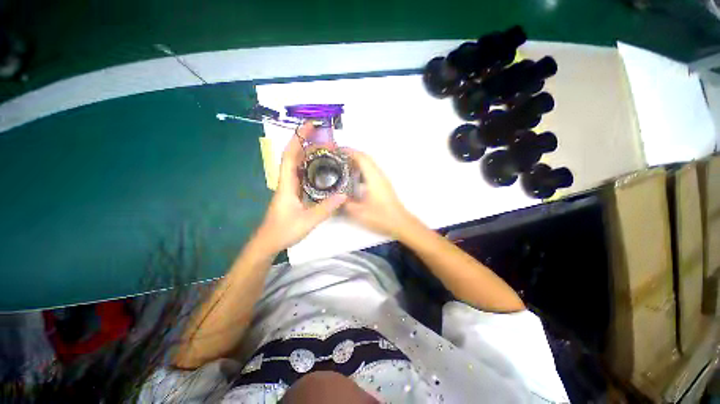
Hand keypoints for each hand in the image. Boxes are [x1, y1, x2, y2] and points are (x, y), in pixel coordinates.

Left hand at [255, 123, 346, 254]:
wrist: (269, 242)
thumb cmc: (284, 231)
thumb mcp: (307, 221)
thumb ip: (326, 208)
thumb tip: (343, 195)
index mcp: (287, 184)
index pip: (290, 156)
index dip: (298, 139)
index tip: (309, 126)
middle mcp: (287, 182)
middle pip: (295, 157)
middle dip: (307, 143)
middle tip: (326, 139)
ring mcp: (290, 188)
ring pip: (299, 165)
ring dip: (310, 154)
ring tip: (326, 150)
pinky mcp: (294, 194)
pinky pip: (302, 175)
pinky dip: (311, 167)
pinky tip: (322, 169)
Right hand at [343, 149, 416, 238]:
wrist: (400, 222)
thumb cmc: (382, 217)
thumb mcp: (359, 212)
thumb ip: (346, 204)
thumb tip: (337, 198)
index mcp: (374, 178)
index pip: (362, 158)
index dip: (349, 151)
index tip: (338, 150)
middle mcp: (379, 175)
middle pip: (366, 158)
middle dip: (352, 154)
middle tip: (339, 157)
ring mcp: (382, 180)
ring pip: (369, 164)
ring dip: (357, 162)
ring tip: (344, 165)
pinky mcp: (383, 185)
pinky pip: (371, 171)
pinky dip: (362, 169)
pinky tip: (354, 178)